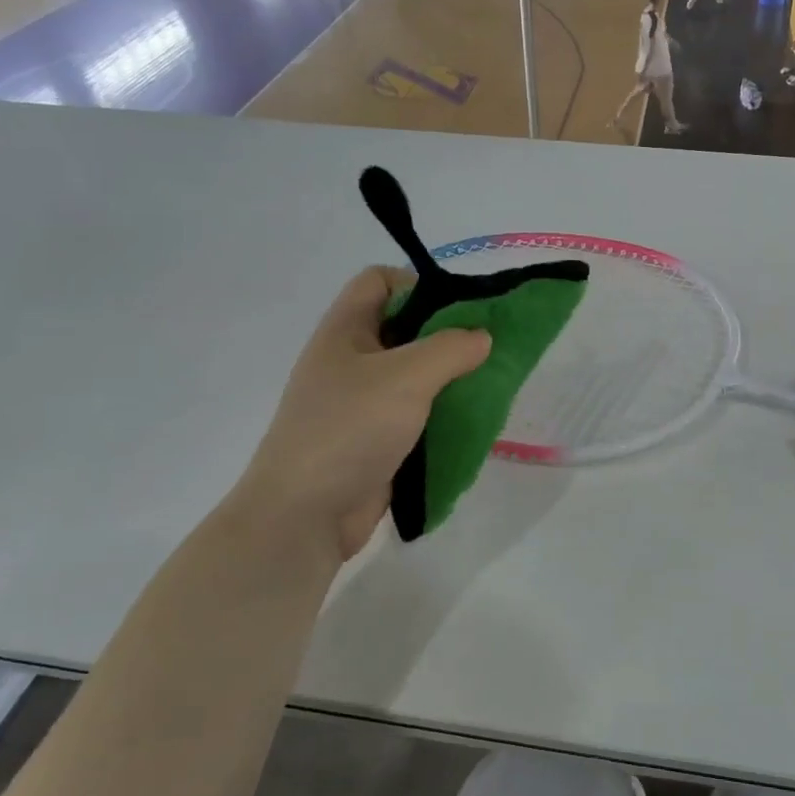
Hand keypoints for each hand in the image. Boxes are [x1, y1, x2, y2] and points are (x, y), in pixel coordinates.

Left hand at [229, 269, 490, 561]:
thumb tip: (482, 337)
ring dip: (451, 380)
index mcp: (345, 331)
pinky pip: (418, 416)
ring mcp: (363, 404)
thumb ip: (450, 349)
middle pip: (405, 329)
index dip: (418, 284)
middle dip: (448, 336)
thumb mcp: (405, 377)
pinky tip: (472, 423)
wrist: (305, 514)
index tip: (460, 310)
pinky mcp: (378, 440)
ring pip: (416, 376)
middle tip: (488, 349)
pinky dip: (444, 416)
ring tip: (489, 387)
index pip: (379, 281)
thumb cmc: (349, 429)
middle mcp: (352, 361)